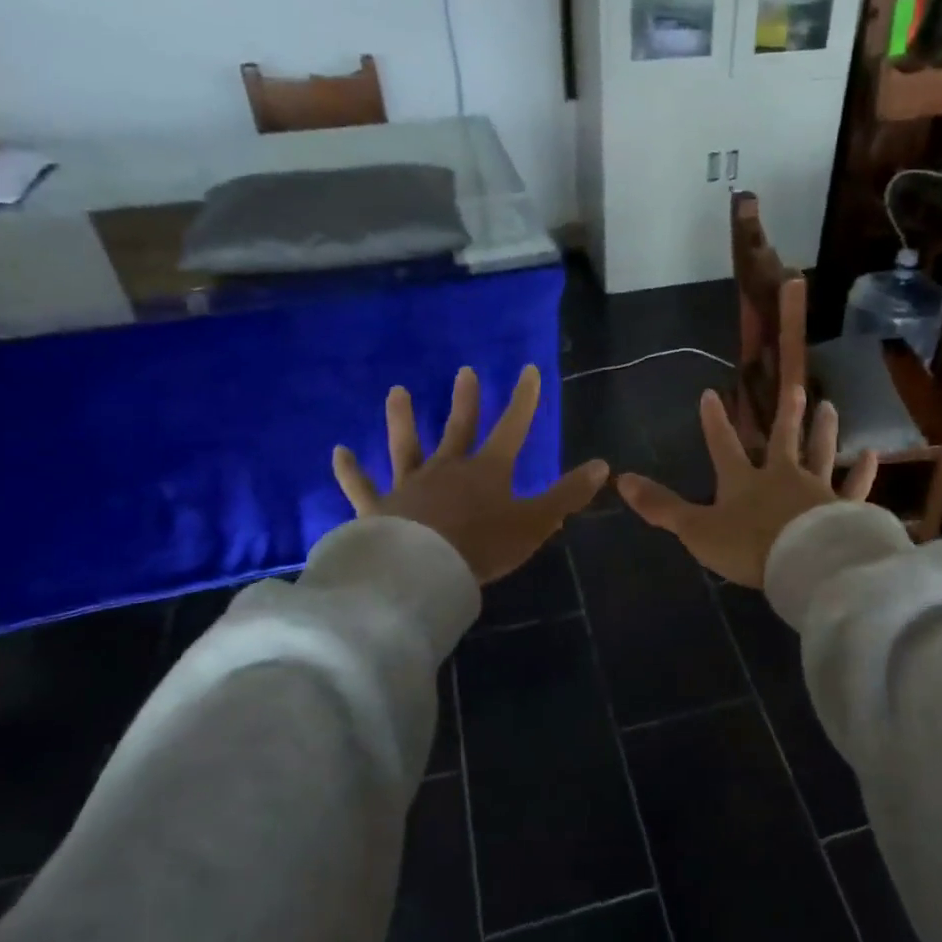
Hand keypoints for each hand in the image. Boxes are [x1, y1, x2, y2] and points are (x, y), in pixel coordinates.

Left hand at [333, 365, 607, 585]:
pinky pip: (361, 486)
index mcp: (487, 471)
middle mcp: (447, 468)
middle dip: (466, 400)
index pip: (512, 427)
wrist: (422, 572)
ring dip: (402, 419)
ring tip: (397, 392)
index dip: (523, 399)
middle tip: (464, 371)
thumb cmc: (482, 546)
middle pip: (458, 428)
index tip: (528, 370)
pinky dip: (349, 470)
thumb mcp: (535, 523)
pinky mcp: (378, 508)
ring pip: (405, 446)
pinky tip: (338, 452)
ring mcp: (409, 486)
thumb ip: (567, 495)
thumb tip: (602, 465)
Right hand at [617, 385, 877, 588]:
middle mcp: (781, 476)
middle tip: (794, 386)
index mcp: (743, 481)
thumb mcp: (697, 529)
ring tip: (829, 406)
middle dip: (785, 413)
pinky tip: (872, 455)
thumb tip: (620, 479)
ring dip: (824, 430)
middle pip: (783, 439)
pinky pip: (855, 487)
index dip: (715, 421)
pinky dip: (863, 472)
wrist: (803, 564)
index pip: (723, 444)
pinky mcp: (844, 508)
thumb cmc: (748, 546)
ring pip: (820, 452)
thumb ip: (662, 506)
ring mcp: (816, 490)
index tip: (712, 393)